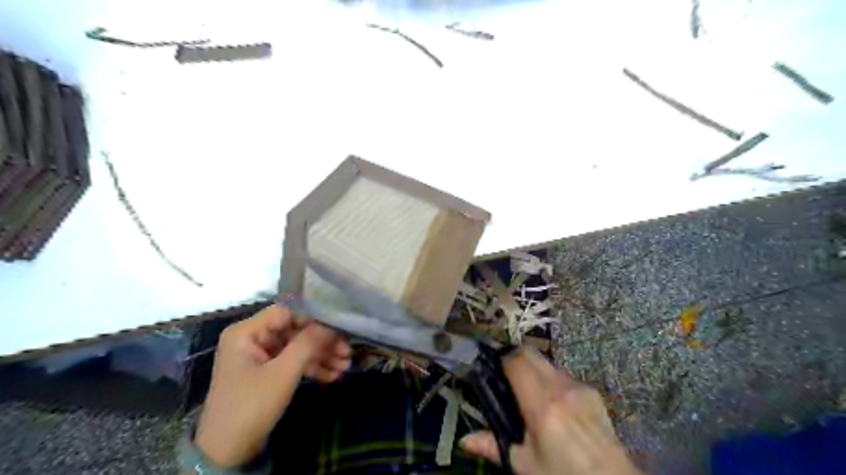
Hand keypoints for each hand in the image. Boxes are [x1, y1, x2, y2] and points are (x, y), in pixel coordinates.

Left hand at [194, 304, 350, 467]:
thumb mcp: (283, 373)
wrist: (227, 452)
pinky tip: (333, 375)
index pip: (287, 312)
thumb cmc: (251, 406)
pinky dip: (312, 367)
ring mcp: (260, 355)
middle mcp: (253, 338)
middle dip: (322, 342)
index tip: (339, 328)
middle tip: (347, 351)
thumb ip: (308, 344)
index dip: (315, 318)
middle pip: (295, 330)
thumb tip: (332, 324)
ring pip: (297, 347)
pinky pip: (293, 362)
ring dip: (322, 356)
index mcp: (247, 331)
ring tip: (346, 366)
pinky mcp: (268, 371)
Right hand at [462, 348, 640, 474]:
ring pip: (548, 363)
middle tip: (506, 374)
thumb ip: (493, 446)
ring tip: (530, 392)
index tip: (493, 366)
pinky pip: (564, 375)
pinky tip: (554, 403)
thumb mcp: (526, 465)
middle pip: (531, 353)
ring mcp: (579, 387)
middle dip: (516, 357)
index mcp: (541, 406)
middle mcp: (560, 388)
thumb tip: (464, 441)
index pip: (516, 361)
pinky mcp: (592, 391)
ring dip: (535, 369)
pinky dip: (552, 380)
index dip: (502, 358)